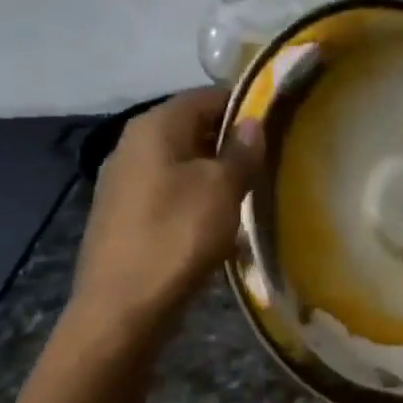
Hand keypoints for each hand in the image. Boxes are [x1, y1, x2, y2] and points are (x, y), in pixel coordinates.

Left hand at [70, 87, 262, 340]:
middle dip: (231, 139)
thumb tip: (253, 122)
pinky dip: (197, 193)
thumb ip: (241, 151)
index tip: (279, 121)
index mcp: (154, 127)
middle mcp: (132, 143)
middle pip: (192, 126)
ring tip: (251, 188)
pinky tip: (219, 216)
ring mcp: (124, 179)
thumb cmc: (178, 236)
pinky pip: (170, 188)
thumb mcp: (223, 189)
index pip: (206, 96)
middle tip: (271, 157)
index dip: (244, 104)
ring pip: (182, 159)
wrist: (124, 306)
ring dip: (216, 169)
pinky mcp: (125, 212)